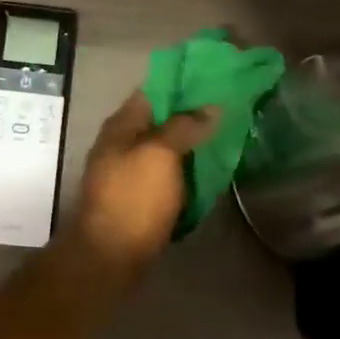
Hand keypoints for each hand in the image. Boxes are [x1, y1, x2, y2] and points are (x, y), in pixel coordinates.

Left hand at [59, 93, 216, 283]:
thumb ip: (184, 126)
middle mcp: (121, 144)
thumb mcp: (160, 154)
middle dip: (192, 116)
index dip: (183, 84)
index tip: (216, 81)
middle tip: (229, 111)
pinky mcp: (139, 199)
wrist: (110, 257)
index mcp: (121, 126)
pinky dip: (186, 172)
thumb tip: (210, 107)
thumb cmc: (134, 199)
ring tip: (226, 138)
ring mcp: (128, 173)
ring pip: (165, 150)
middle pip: (160, 121)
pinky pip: (167, 176)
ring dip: (191, 145)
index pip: (153, 91)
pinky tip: (210, 172)